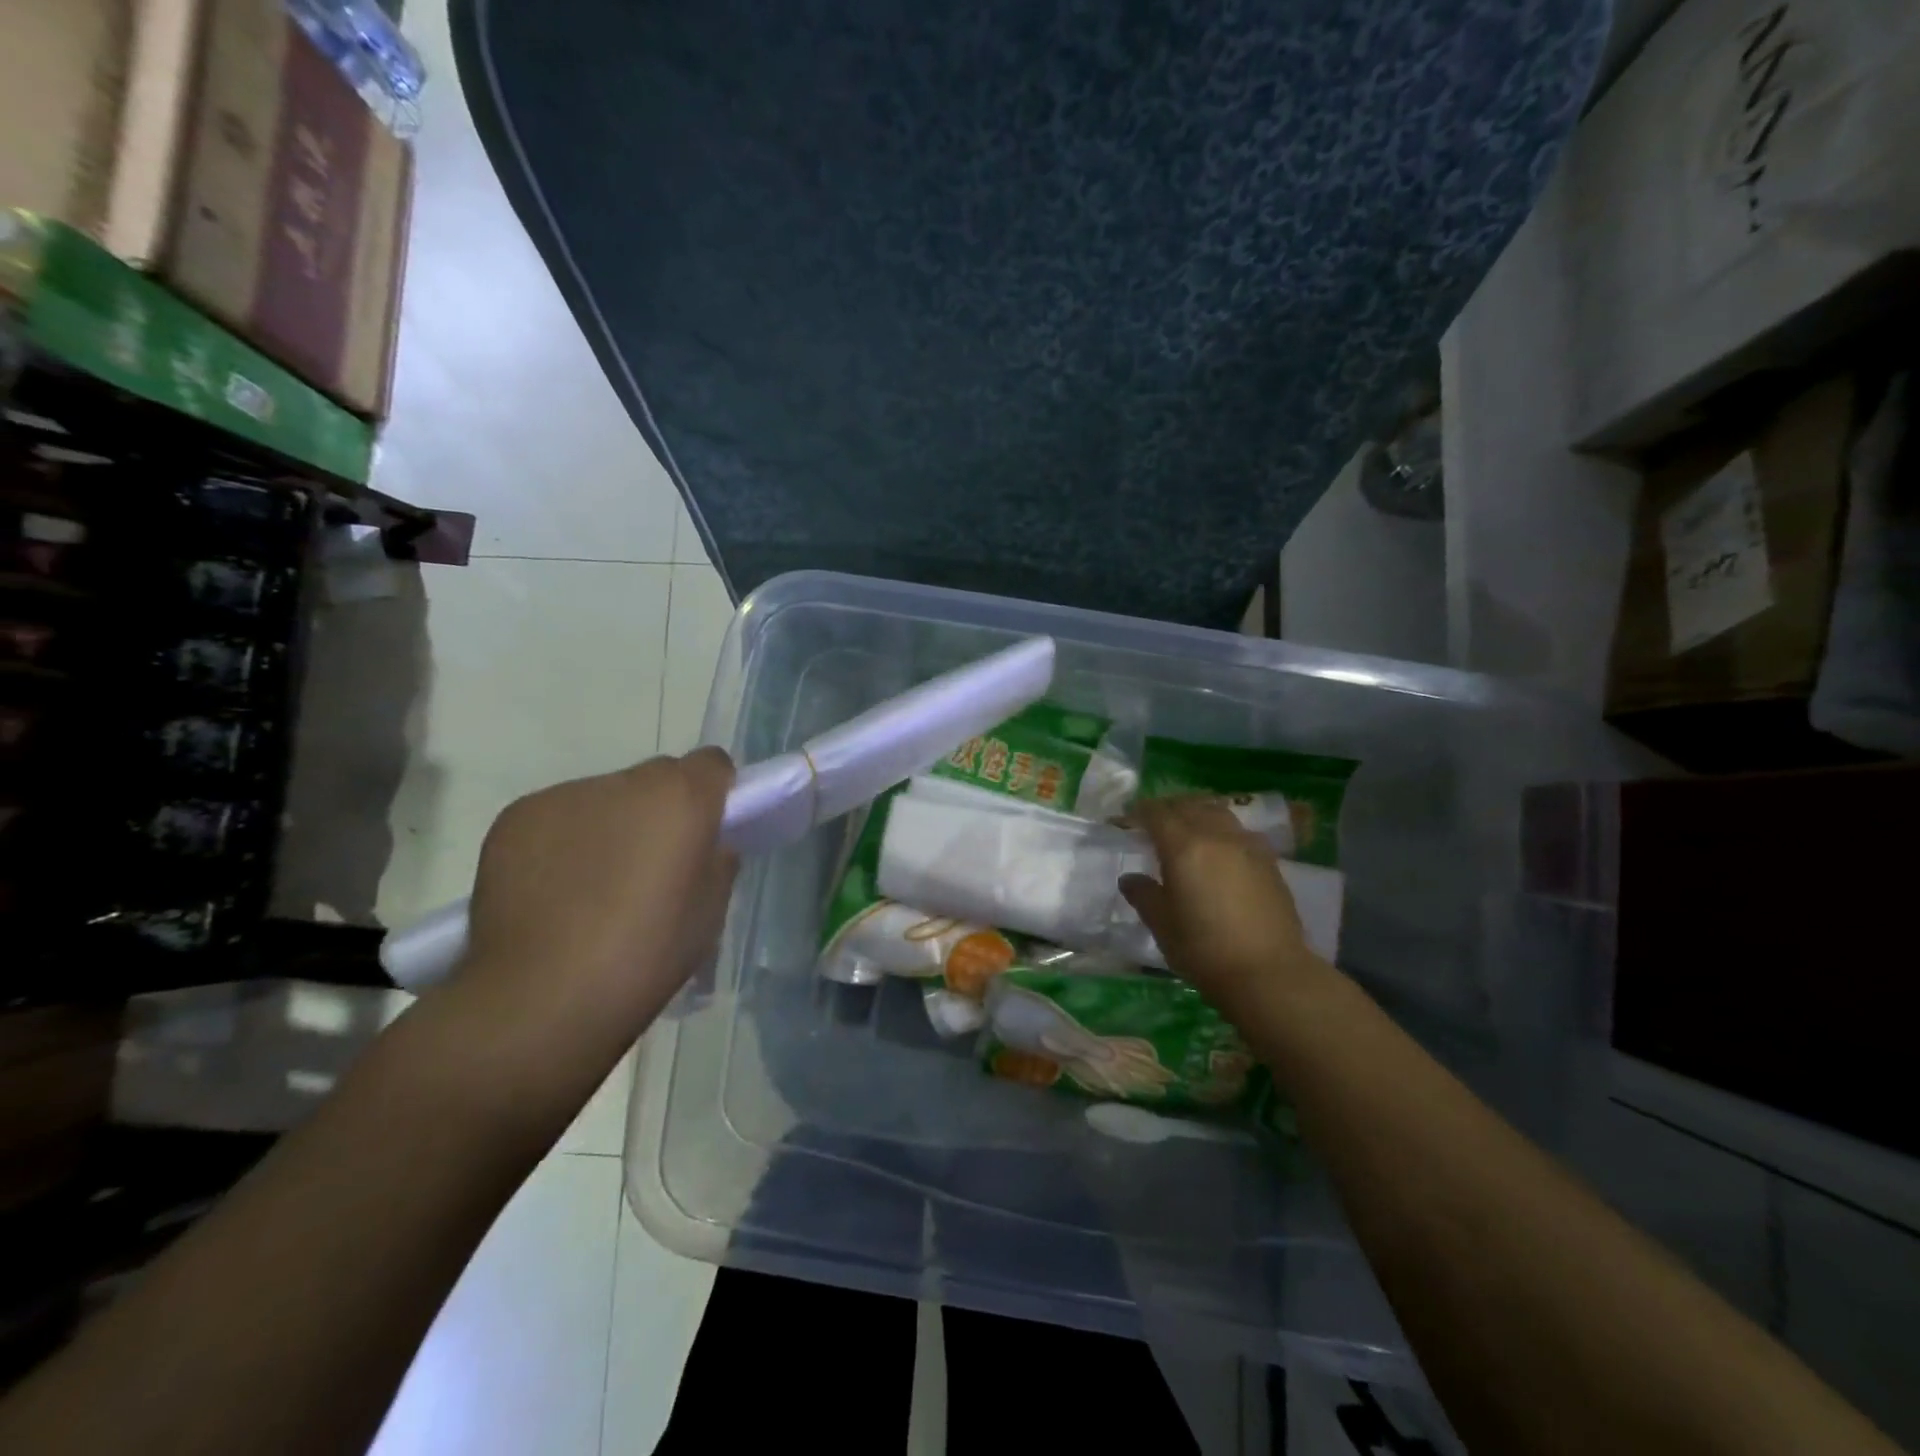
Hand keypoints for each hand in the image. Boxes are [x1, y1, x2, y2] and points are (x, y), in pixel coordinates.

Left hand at [457, 749, 736, 1069]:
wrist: (541, 998)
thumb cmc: (646, 956)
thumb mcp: (710, 912)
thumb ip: (717, 861)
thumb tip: (706, 845)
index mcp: (681, 798)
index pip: (712, 763)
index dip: (714, 794)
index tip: (706, 831)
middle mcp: (625, 782)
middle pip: (657, 777)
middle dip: (661, 809)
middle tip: (651, 865)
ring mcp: (565, 796)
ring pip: (604, 798)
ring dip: (610, 825)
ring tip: (594, 886)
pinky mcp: (516, 817)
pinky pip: (558, 817)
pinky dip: (565, 841)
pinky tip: (555, 891)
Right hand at [1120, 797, 1323, 1015]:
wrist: (1269, 972)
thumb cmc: (1205, 949)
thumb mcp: (1162, 925)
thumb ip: (1144, 895)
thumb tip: (1130, 878)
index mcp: (1184, 847)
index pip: (1157, 814)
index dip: (1140, 811)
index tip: (1128, 817)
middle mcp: (1216, 836)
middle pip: (1189, 806)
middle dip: (1168, 808)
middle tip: (1154, 821)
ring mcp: (1247, 846)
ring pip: (1218, 813)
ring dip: (1198, 813)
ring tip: (1188, 828)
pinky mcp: (1269, 861)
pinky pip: (1239, 831)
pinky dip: (1222, 830)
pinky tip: (1220, 849)